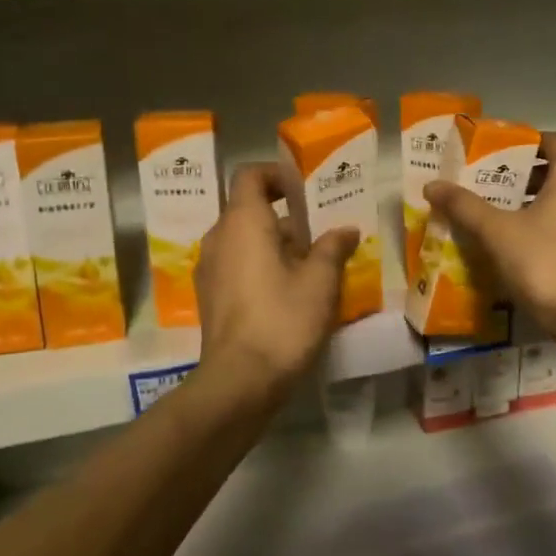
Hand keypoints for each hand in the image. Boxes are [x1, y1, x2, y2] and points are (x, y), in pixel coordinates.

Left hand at [195, 164, 358, 403]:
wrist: (240, 381)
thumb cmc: (283, 319)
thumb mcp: (320, 281)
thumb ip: (333, 248)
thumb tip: (346, 229)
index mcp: (243, 222)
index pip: (250, 176)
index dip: (276, 174)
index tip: (304, 189)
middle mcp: (218, 238)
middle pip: (248, 209)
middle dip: (283, 215)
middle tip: (319, 230)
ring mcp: (209, 269)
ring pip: (242, 239)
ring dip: (273, 243)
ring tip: (310, 263)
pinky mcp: (209, 297)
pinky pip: (235, 265)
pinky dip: (259, 265)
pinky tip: (287, 291)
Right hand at [424, 131, 555, 345]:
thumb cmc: (547, 262)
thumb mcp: (497, 232)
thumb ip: (465, 206)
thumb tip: (432, 185)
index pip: (554, 141)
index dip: (527, 143)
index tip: (499, 154)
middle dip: (528, 178)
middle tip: (494, 189)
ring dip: (544, 204)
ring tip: (508, 219)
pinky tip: (533, 248)